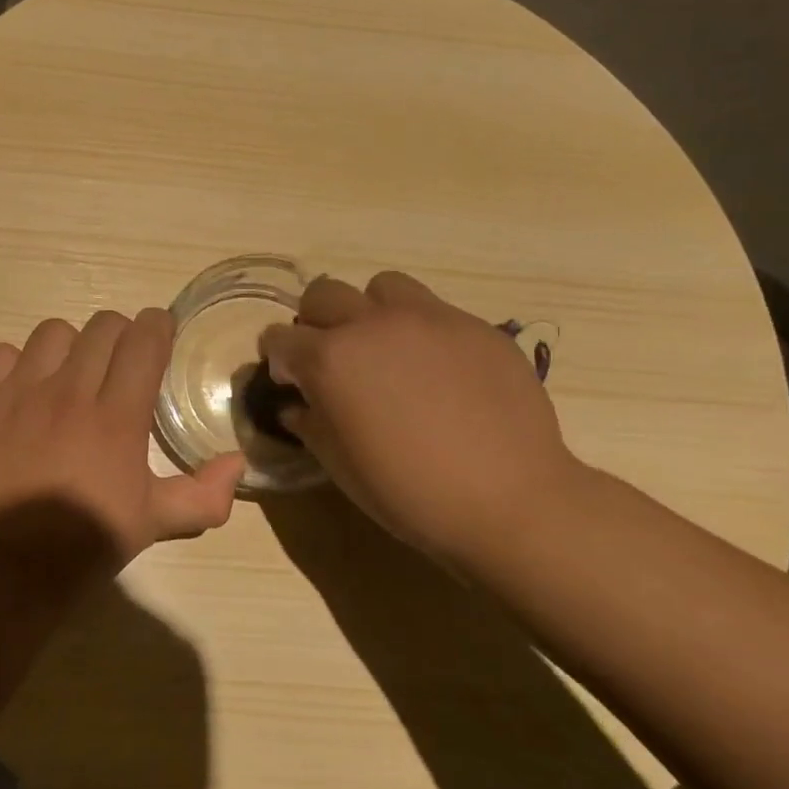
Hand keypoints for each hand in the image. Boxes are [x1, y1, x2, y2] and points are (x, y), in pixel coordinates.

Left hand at [0, 308, 246, 573]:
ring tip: (73, 372)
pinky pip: (2, 354)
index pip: (143, 340)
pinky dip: (18, 363)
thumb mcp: (154, 524)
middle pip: (103, 326)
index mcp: (118, 416)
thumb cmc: (85, 544)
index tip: (162, 334)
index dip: (158, 326)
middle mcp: (71, 392)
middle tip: (123, 362)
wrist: (5, 568)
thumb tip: (237, 463)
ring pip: (53, 332)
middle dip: (121, 334)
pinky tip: (27, 389)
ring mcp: (22, 393)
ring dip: (71, 344)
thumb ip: (204, 495)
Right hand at [259, 272, 584, 560]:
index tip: (291, 383)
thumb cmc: (408, 491)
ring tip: (386, 349)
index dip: (279, 359)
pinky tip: (440, 372)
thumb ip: (309, 422)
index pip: (280, 337)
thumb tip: (298, 404)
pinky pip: (435, 311)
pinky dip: (421, 331)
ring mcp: (429, 318)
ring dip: (370, 312)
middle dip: (315, 322)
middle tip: (333, 359)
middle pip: (323, 294)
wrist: (509, 501)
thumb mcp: (339, 465)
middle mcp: (372, 324)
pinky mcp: (476, 326)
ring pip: (381, 287)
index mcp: (330, 358)